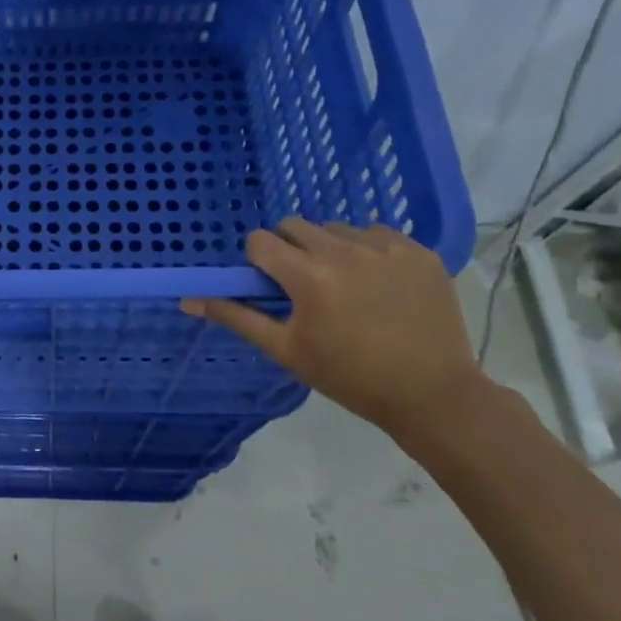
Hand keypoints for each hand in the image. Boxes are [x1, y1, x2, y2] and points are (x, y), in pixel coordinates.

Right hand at [181, 219, 487, 436]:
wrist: (432, 394)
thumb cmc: (349, 377)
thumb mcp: (286, 350)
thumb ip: (236, 317)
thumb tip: (188, 300)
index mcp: (308, 276)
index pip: (260, 240)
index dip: (258, 261)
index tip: (272, 286)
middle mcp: (344, 251)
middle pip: (294, 226)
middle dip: (289, 250)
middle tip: (305, 286)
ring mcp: (386, 247)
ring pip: (335, 228)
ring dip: (328, 249)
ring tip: (346, 286)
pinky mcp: (419, 251)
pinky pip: (376, 233)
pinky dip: (368, 251)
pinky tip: (379, 285)